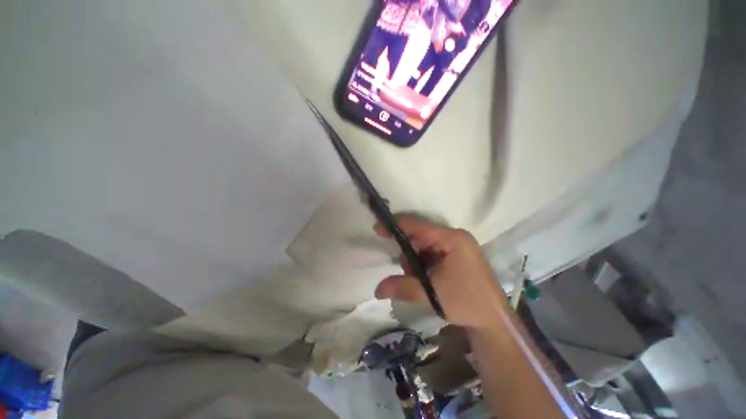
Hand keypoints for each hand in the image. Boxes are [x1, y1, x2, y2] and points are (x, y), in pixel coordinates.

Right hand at [374, 215, 507, 328]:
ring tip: (419, 280)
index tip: (377, 227)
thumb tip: (376, 290)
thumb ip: (402, 287)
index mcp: (452, 239)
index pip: (418, 226)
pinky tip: (425, 277)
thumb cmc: (466, 302)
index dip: (396, 225)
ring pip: (425, 245)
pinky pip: (433, 252)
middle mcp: (455, 237)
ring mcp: (458, 246)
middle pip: (421, 236)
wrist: (494, 321)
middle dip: (408, 252)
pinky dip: (424, 263)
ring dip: (416, 260)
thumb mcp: (431, 293)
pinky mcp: (457, 255)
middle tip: (406, 272)